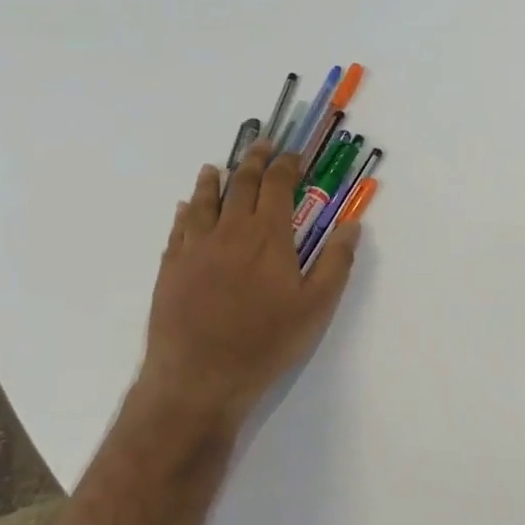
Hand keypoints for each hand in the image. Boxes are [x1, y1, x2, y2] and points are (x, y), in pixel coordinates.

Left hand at [137, 141, 359, 438]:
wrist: (199, 378)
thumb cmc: (266, 342)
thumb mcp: (317, 307)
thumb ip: (336, 262)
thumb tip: (352, 225)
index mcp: (269, 236)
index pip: (279, 185)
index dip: (287, 164)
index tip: (294, 153)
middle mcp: (230, 231)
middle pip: (242, 184)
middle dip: (255, 161)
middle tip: (262, 146)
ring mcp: (196, 247)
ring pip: (205, 200)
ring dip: (215, 179)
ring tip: (218, 167)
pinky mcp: (171, 267)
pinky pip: (179, 227)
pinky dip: (187, 210)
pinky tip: (186, 207)